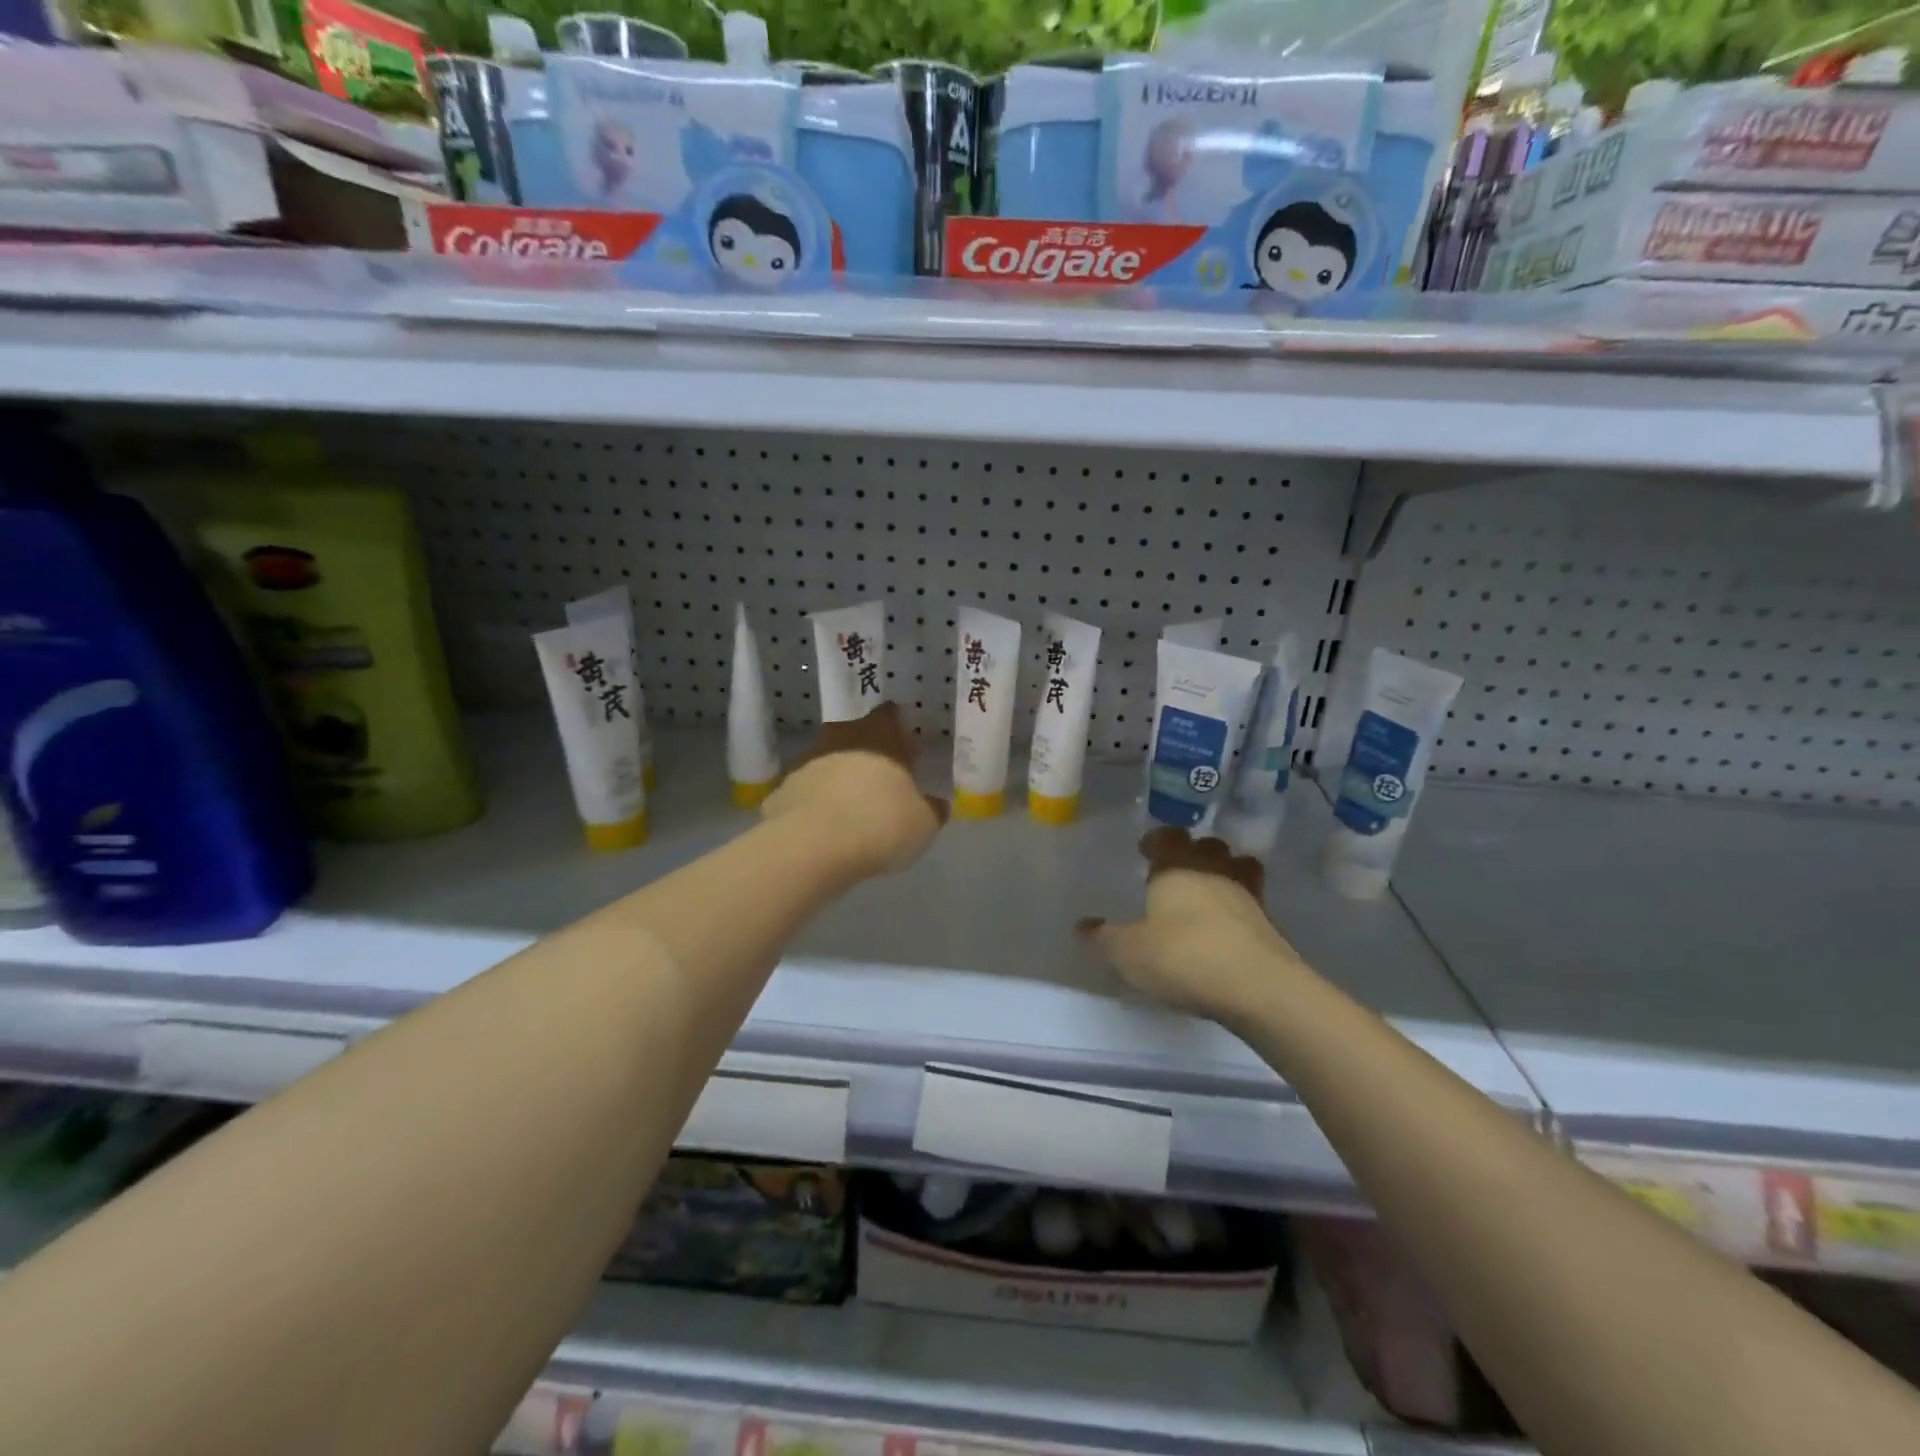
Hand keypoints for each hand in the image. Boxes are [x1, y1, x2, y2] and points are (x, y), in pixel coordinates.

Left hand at [760, 703, 946, 879]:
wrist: (812, 847)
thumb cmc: (880, 824)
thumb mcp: (924, 823)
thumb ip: (932, 808)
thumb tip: (937, 804)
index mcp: (880, 736)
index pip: (890, 715)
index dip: (899, 730)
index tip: (907, 751)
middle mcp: (840, 738)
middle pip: (856, 735)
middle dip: (868, 753)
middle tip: (883, 781)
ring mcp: (806, 762)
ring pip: (827, 762)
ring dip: (839, 778)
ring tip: (852, 809)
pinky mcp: (781, 790)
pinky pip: (805, 791)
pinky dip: (814, 804)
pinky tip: (824, 828)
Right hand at [1079, 827, 1302, 1024]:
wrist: (1258, 988)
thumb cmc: (1183, 957)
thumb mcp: (1129, 953)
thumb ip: (1103, 938)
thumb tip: (1082, 926)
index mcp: (1176, 867)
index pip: (1167, 837)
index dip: (1156, 840)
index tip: (1145, 850)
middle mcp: (1213, 870)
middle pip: (1206, 846)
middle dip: (1192, 852)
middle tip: (1175, 870)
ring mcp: (1246, 894)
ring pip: (1235, 868)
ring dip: (1221, 874)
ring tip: (1205, 893)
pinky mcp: (1269, 923)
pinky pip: (1250, 900)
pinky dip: (1238, 906)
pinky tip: (1225, 927)